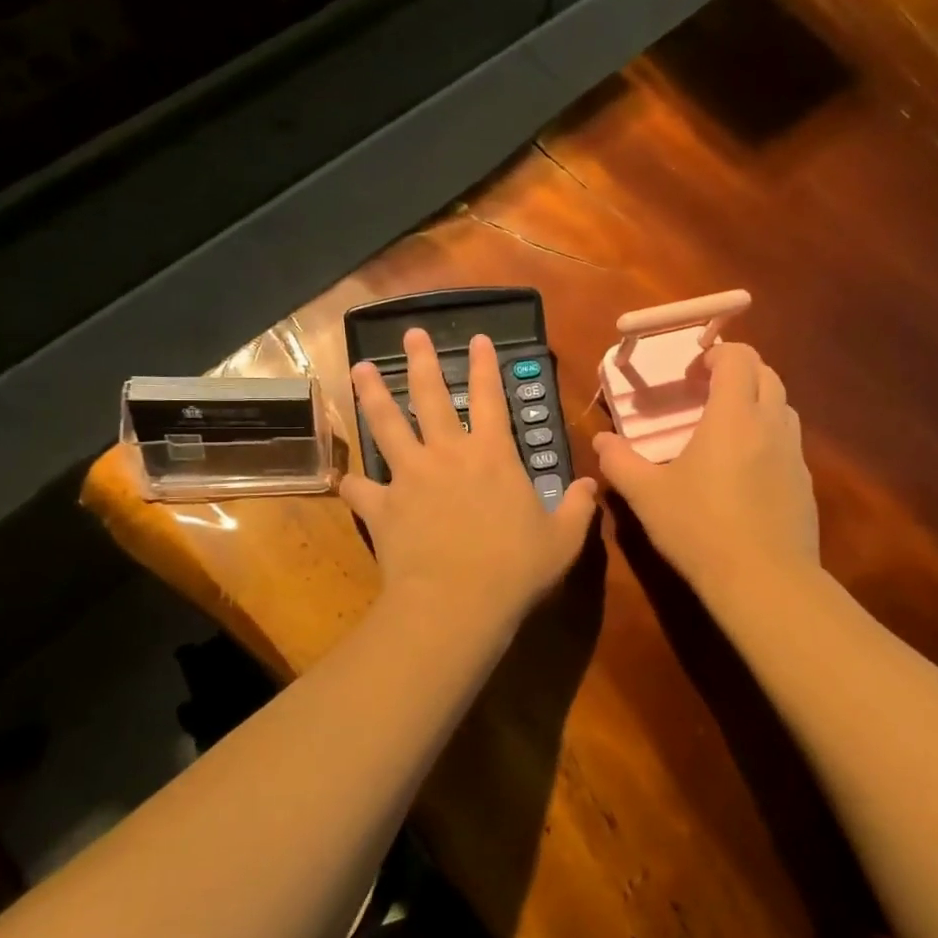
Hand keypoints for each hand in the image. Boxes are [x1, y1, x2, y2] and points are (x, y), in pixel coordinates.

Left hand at [343, 329, 596, 628]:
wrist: (457, 602)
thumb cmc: (516, 568)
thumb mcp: (563, 540)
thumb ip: (579, 508)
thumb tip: (592, 484)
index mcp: (493, 455)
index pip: (489, 397)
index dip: (484, 366)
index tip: (476, 338)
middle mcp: (447, 454)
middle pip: (430, 396)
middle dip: (421, 361)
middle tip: (410, 334)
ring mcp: (409, 477)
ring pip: (387, 424)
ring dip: (373, 394)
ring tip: (360, 368)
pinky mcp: (382, 507)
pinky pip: (360, 489)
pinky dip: (353, 483)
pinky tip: (346, 480)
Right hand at [594, 341, 819, 603]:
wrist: (764, 580)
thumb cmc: (700, 528)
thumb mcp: (647, 496)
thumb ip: (619, 462)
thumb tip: (601, 440)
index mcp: (733, 416)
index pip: (739, 357)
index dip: (717, 353)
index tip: (691, 374)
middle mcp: (771, 424)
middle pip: (767, 374)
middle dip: (738, 373)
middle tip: (706, 395)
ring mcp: (794, 454)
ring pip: (783, 407)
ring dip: (756, 403)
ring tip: (725, 430)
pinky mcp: (805, 483)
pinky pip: (788, 443)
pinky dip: (767, 439)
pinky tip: (744, 473)